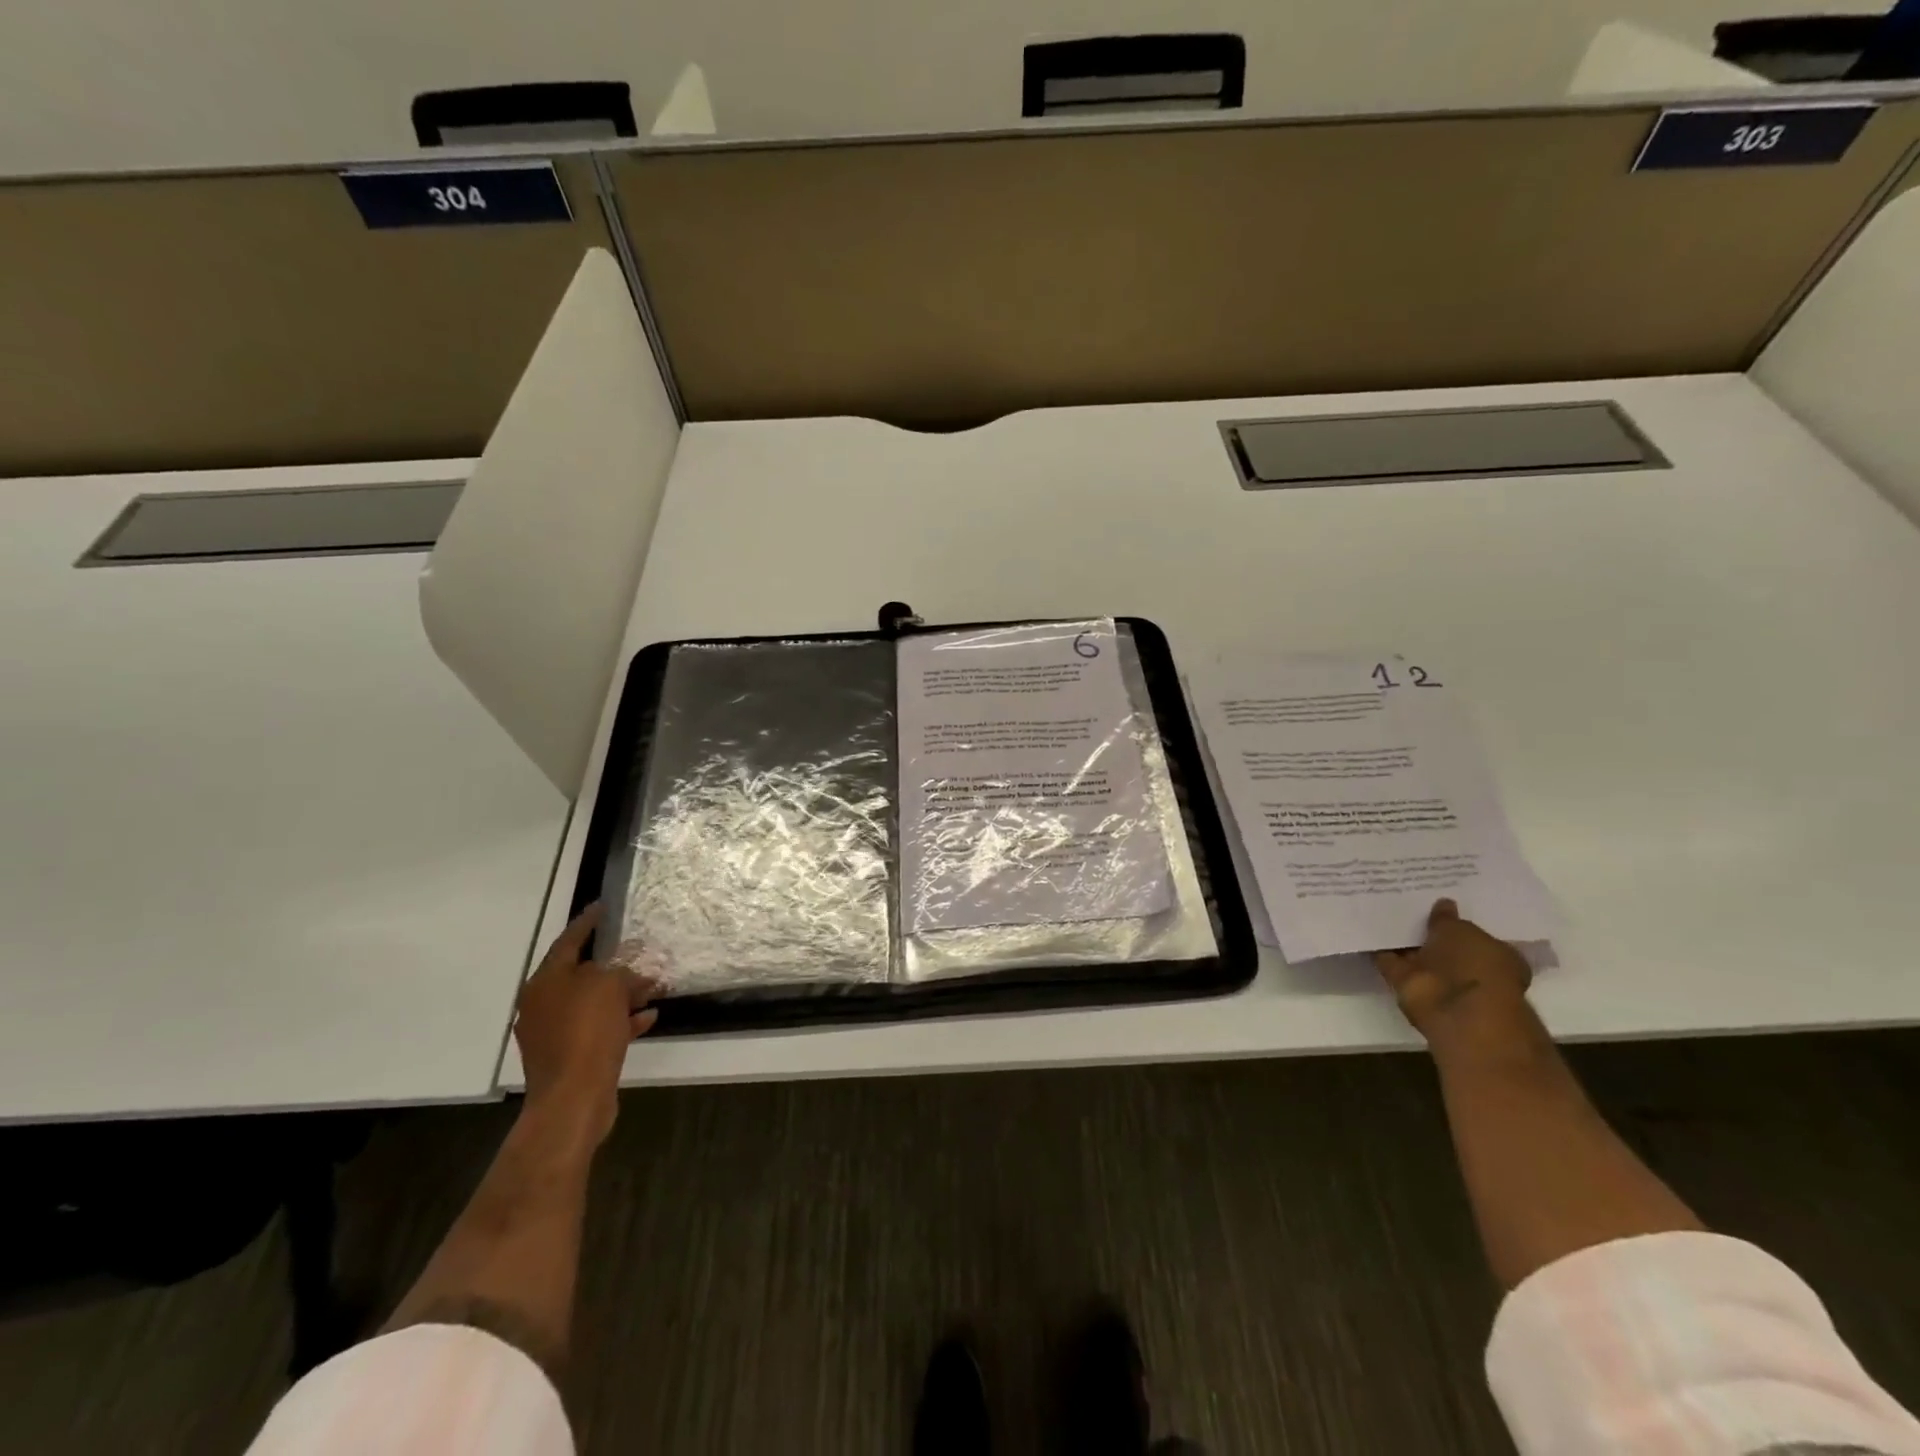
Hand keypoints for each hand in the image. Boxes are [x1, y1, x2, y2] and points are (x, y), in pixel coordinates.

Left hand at [513, 903, 661, 1148]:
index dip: (587, 923)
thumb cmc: (586, 1033)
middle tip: (640, 951)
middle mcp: (544, 1004)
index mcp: (545, 982)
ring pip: (594, 1003)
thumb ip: (619, 970)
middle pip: (583, 974)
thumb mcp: (609, 987)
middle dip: (615, 964)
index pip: (568, 941)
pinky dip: (623, 1020)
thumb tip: (626, 972)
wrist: (572, 1099)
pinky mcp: (570, 1057)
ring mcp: (555, 1033)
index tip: (602, 906)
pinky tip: (650, 1016)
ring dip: (624, 994)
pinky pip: (599, 1029)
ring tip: (655, 986)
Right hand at [1375, 899, 1535, 1055]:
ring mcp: (1439, 981)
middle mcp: (1469, 970)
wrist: (1455, 1010)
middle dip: (1428, 932)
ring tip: (1383, 912)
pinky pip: (1392, 963)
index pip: (1476, 936)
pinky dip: (1381, 951)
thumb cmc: (1474, 964)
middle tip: (1407, 904)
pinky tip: (1369, 930)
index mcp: (1496, 956)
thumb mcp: (1462, 930)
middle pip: (1445, 946)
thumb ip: (1448, 919)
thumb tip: (1444, 905)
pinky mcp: (1410, 987)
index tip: (1437, 905)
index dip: (1457, 922)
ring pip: (1418, 955)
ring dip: (1404, 941)